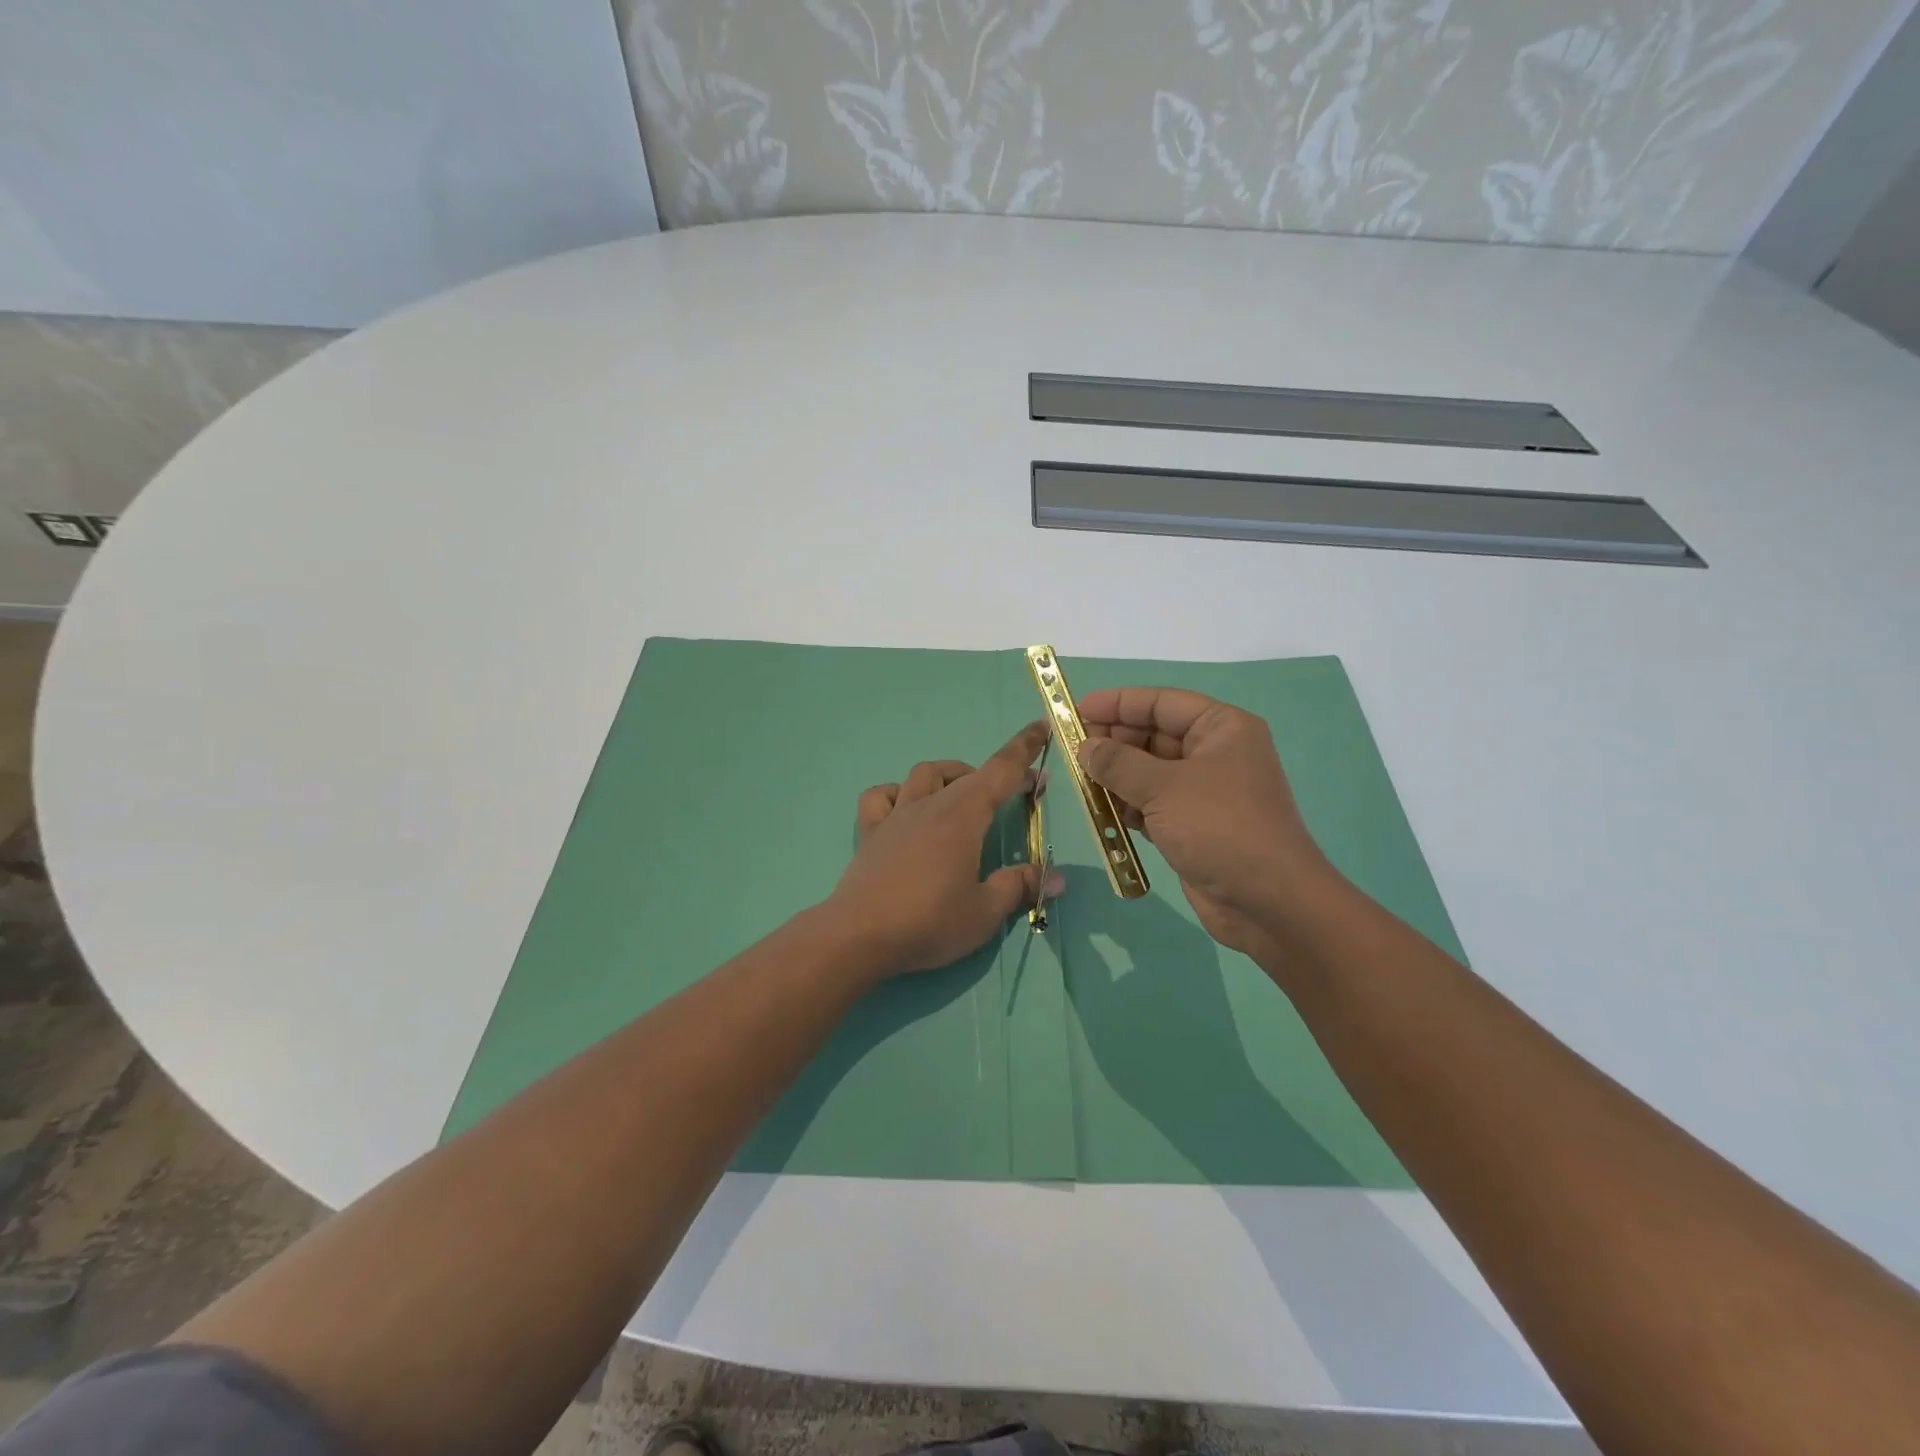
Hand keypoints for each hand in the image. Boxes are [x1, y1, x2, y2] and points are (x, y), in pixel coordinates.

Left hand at [828, 722, 1062, 975]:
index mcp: (963, 816)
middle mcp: (930, 805)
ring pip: (925, 774)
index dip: (1024, 748)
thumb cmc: (928, 922)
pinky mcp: (870, 832)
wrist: (858, 937)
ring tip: (964, 796)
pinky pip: (881, 796)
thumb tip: (1056, 877)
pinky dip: (898, 793)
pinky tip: (906, 809)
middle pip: (969, 774)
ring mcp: (896, 815)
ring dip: (950, 775)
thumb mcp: (984, 912)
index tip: (1041, 728)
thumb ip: (1019, 887)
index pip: (1001, 770)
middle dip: (999, 775)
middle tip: (1019, 792)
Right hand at [1076, 687, 1338, 958]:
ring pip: (1149, 772)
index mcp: (1221, 728)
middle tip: (1071, 751)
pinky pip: (1152, 803)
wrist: (1268, 902)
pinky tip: (1103, 812)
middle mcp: (1214, 753)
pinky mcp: (1193, 825)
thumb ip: (1118, 762)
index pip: (1161, 702)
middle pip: (1153, 735)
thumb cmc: (1220, 828)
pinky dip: (1128, 805)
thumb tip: (1085, 746)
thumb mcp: (1164, 787)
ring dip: (1116, 776)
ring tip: (1080, 782)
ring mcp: (1204, 791)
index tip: (1075, 709)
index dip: (1117, 703)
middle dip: (1113, 742)